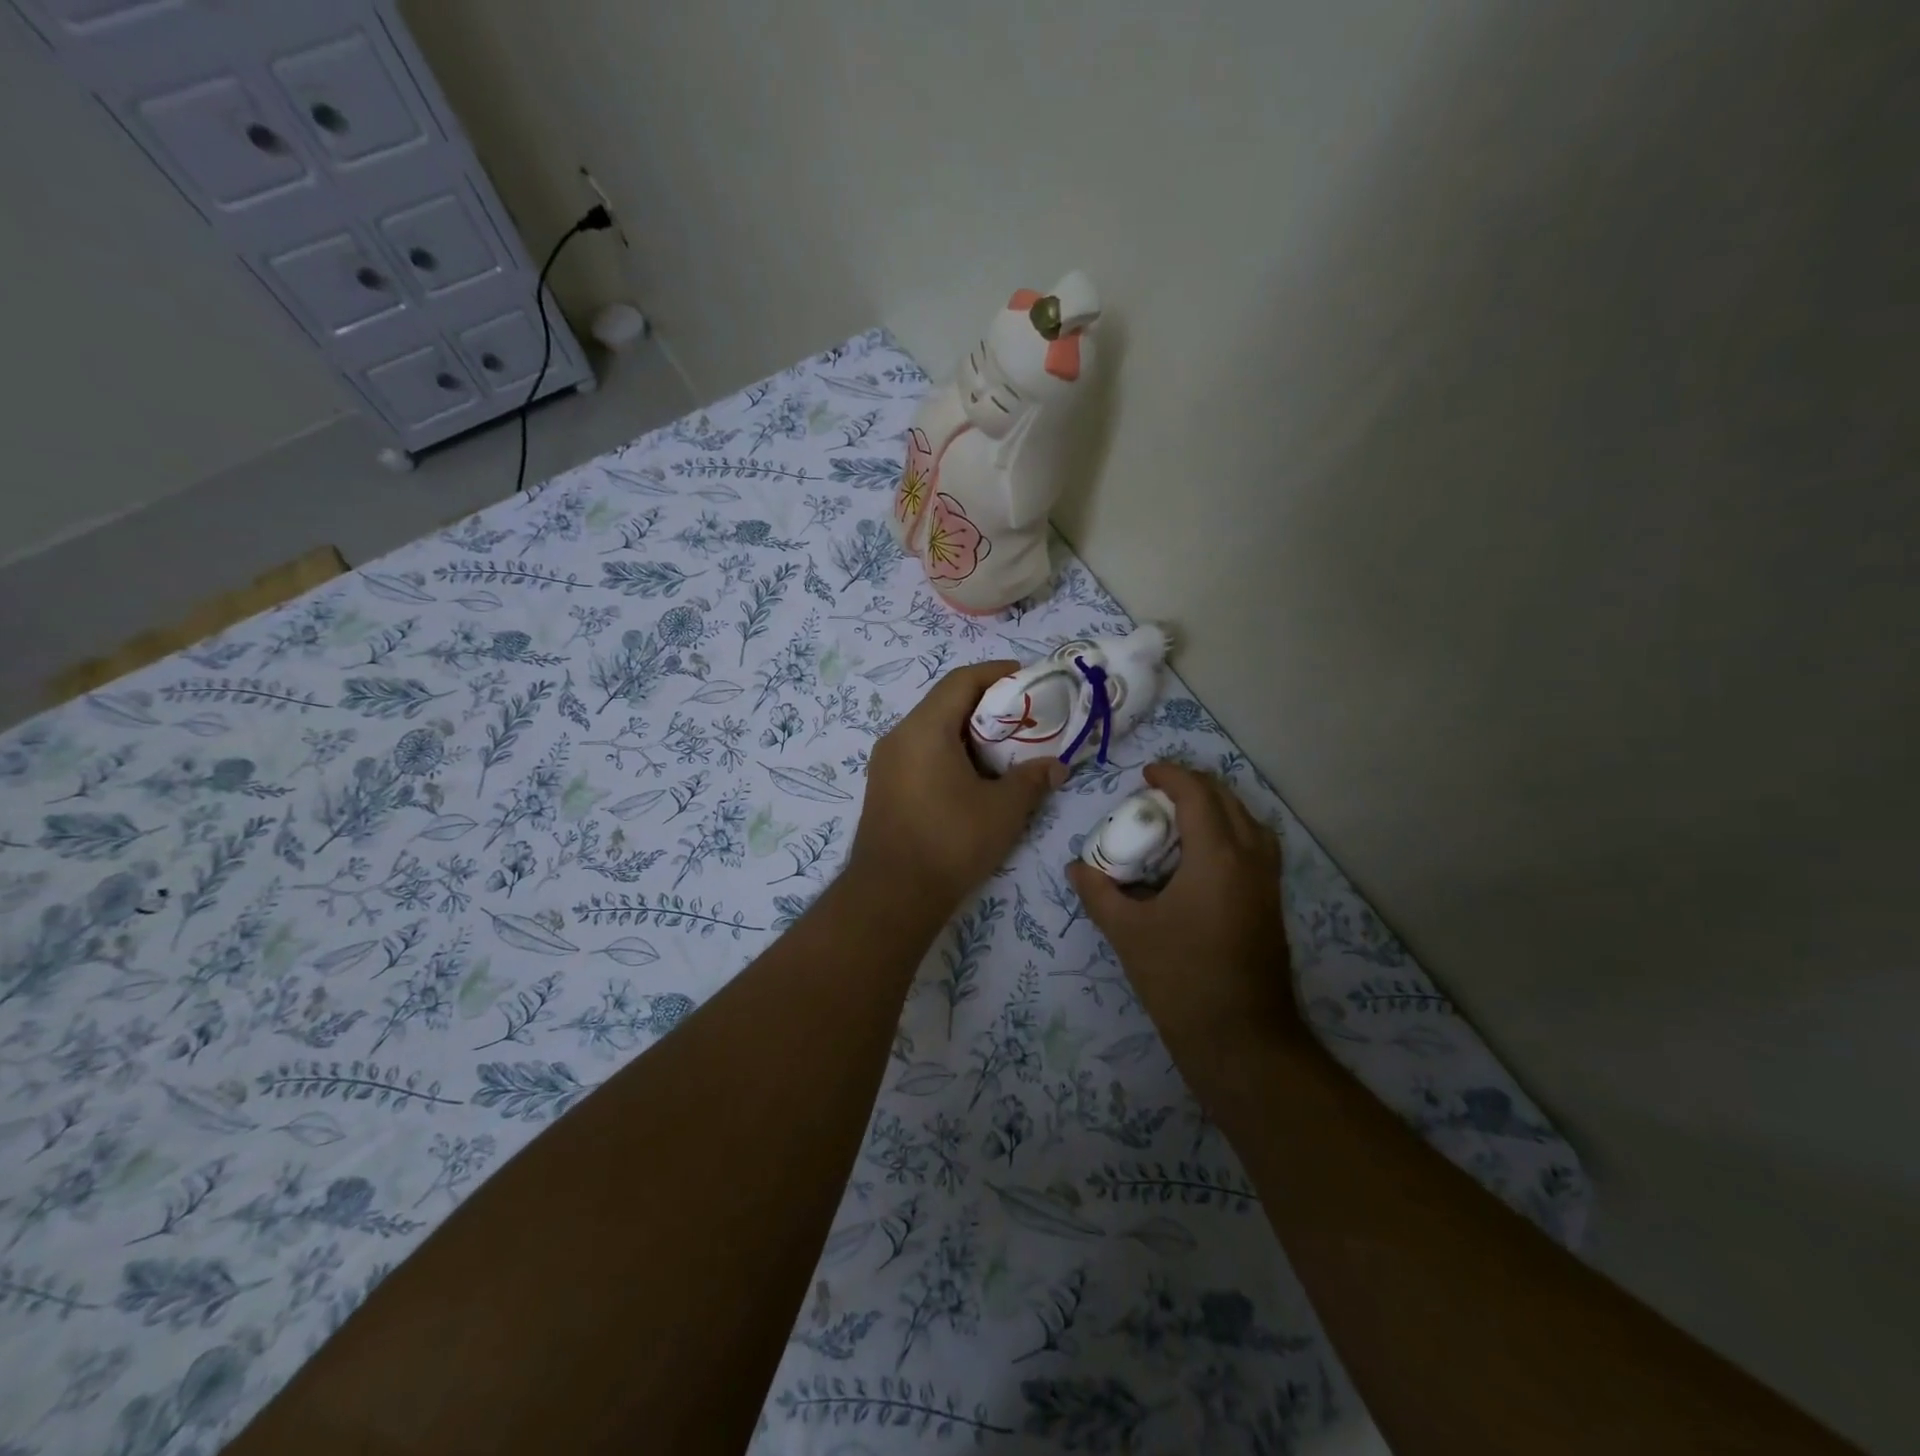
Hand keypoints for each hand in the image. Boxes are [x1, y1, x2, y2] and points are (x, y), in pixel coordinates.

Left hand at [849, 661, 1064, 913]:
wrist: (892, 895)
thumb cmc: (951, 842)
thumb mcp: (1003, 809)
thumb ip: (1032, 779)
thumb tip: (1056, 766)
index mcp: (924, 729)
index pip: (961, 681)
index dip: (996, 673)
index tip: (1028, 677)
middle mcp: (898, 736)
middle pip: (944, 702)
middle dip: (986, 704)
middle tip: (1023, 716)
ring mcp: (886, 763)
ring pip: (931, 729)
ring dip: (967, 731)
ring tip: (1003, 747)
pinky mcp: (883, 787)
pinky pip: (919, 753)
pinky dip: (948, 752)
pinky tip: (973, 776)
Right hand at [1069, 762, 1298, 1049]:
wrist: (1240, 1039)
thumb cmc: (1180, 978)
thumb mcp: (1127, 932)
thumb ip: (1098, 892)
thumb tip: (1076, 867)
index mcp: (1217, 857)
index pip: (1197, 795)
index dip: (1171, 775)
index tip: (1145, 774)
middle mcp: (1251, 859)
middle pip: (1228, 800)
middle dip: (1194, 786)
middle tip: (1158, 791)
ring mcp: (1268, 883)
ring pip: (1250, 823)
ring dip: (1218, 808)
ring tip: (1182, 818)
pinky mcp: (1271, 905)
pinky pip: (1256, 848)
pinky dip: (1232, 833)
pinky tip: (1202, 858)